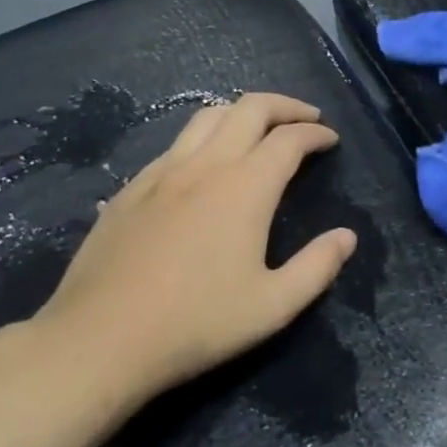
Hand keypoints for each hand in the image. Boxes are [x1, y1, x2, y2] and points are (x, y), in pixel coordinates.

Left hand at [31, 93, 356, 407]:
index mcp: (245, 187)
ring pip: (208, 116)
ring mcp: (162, 172)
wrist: (99, 341)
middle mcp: (206, 165)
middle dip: (284, 105)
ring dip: (242, 112)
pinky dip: (204, 138)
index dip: (315, 133)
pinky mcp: (131, 188)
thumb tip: (347, 236)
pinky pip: (176, 144)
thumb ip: (317, 267)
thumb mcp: (272, 307)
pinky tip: (204, 166)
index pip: (289, 139)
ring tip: (258, 128)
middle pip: (250, 108)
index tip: (330, 139)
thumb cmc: (195, 324)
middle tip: (305, 118)